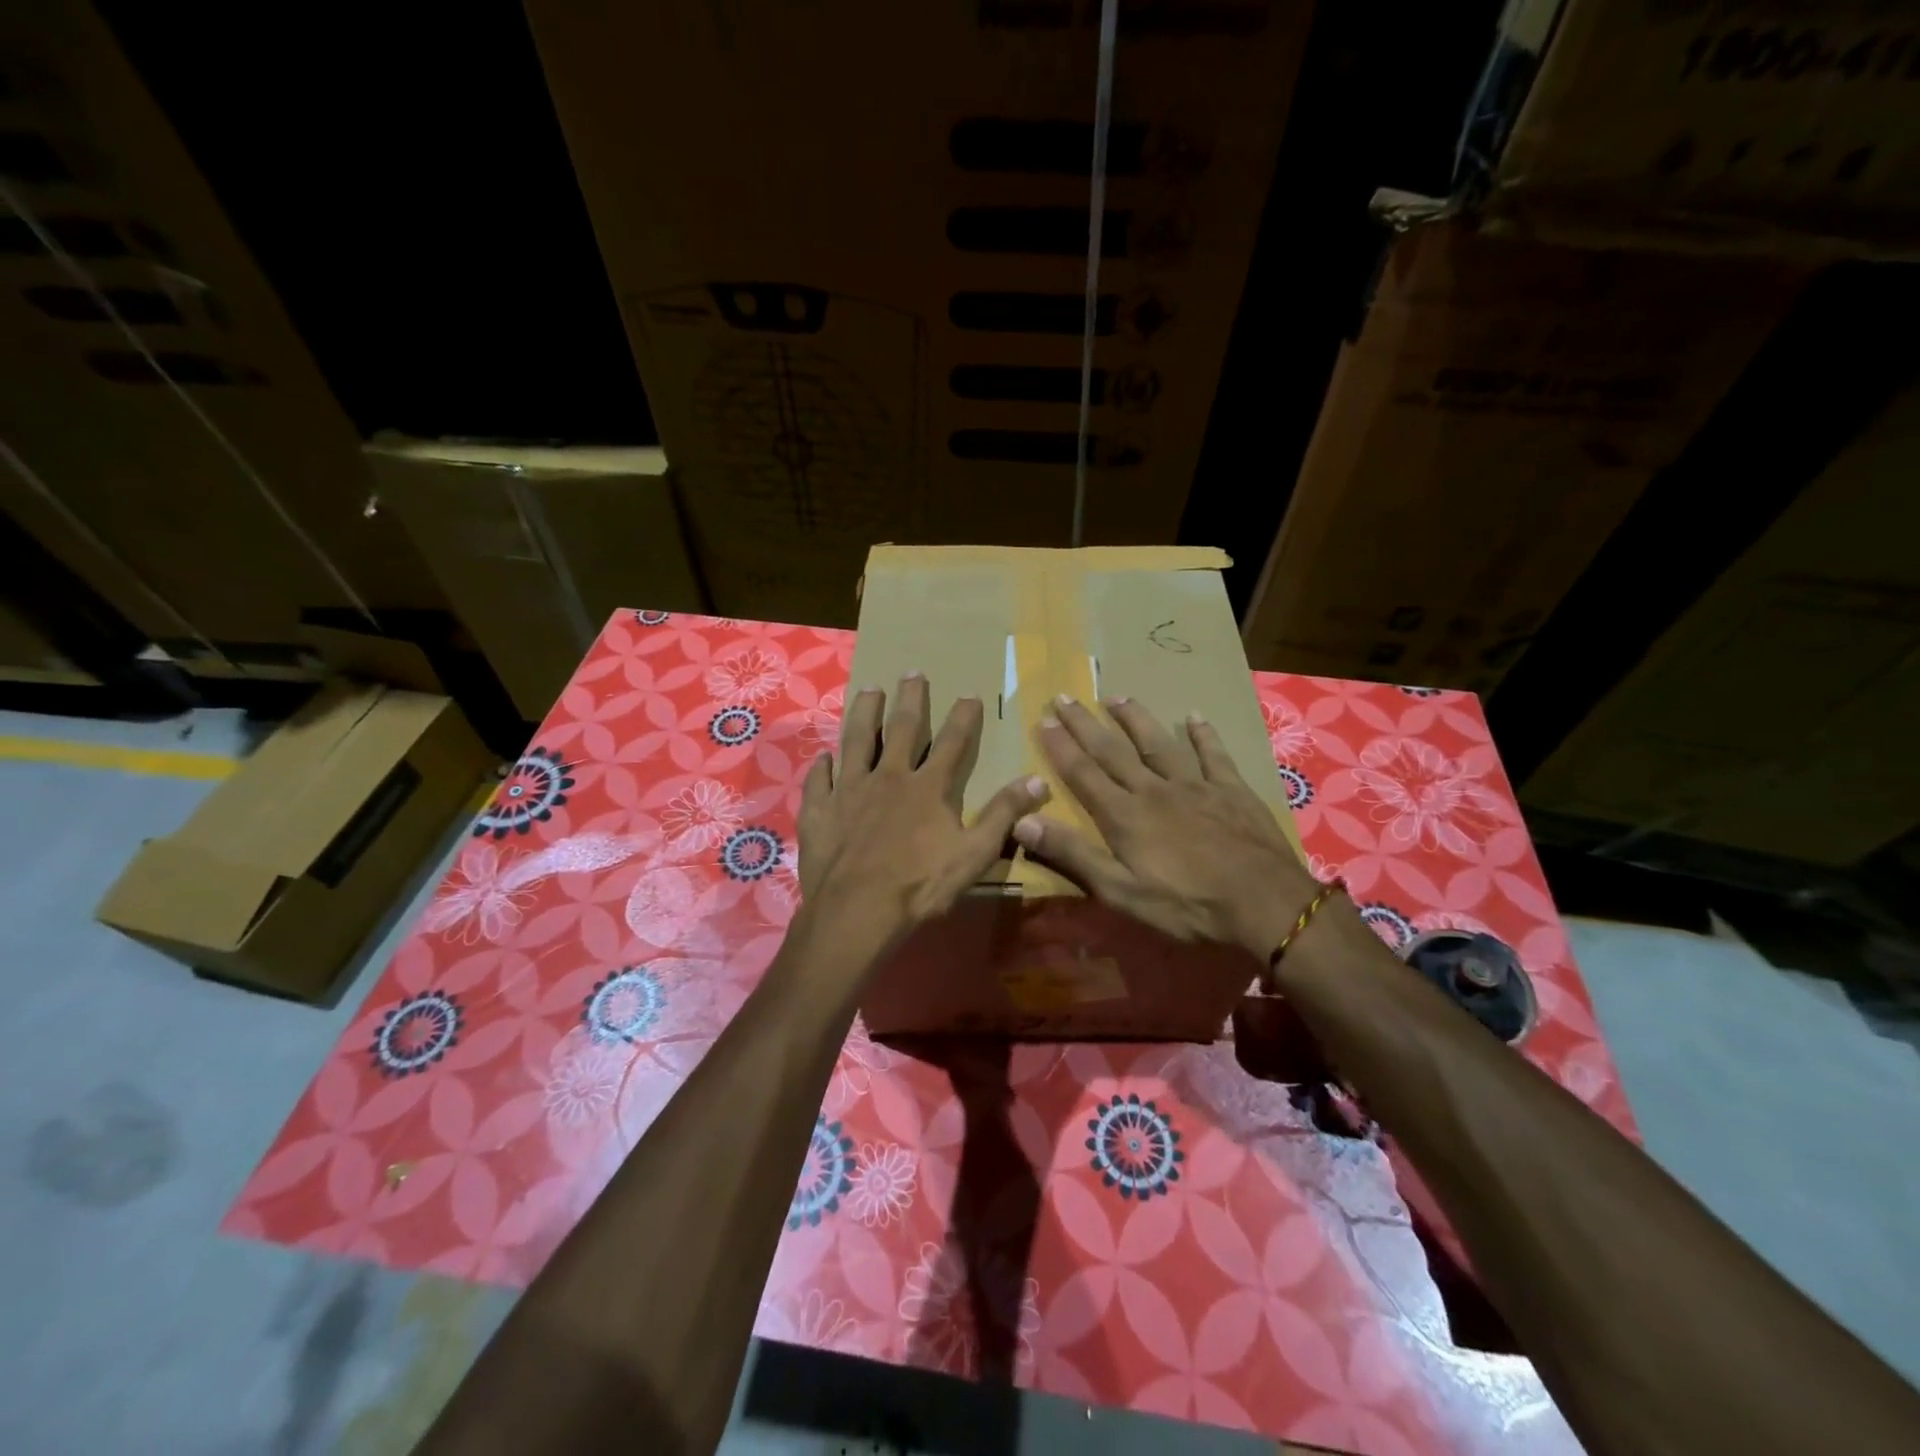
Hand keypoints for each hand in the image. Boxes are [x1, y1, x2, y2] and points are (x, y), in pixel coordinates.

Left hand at [797, 673, 1047, 961]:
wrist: (856, 911)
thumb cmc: (919, 885)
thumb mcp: (974, 854)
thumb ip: (1004, 814)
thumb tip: (1038, 780)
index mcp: (928, 787)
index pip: (952, 742)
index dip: (964, 717)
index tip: (970, 694)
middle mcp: (888, 776)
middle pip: (901, 728)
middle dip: (910, 699)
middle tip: (912, 673)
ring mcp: (849, 790)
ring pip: (857, 740)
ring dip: (864, 714)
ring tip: (869, 690)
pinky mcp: (819, 810)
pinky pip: (819, 780)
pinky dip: (822, 766)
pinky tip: (823, 757)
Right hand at [1011, 696, 1320, 960]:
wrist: (1263, 903)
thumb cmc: (1187, 905)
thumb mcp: (1120, 891)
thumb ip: (1073, 854)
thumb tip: (1023, 820)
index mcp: (1125, 815)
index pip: (1083, 773)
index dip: (1061, 747)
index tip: (1043, 719)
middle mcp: (1154, 790)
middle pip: (1113, 751)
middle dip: (1086, 724)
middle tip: (1065, 697)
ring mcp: (1195, 786)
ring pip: (1158, 744)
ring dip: (1135, 719)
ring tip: (1116, 696)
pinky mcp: (1231, 790)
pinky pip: (1213, 755)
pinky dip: (1203, 735)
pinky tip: (1195, 717)